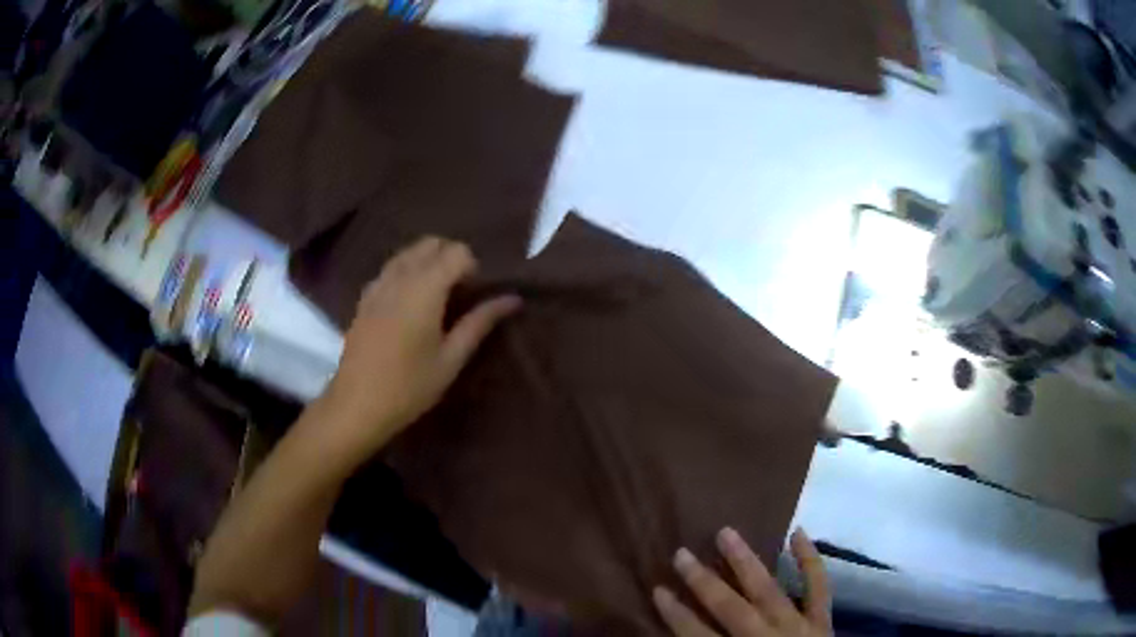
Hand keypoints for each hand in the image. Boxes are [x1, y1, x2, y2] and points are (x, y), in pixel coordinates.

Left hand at [319, 236, 520, 457]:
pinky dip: (406, 272)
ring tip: (435, 297)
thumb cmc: (409, 386)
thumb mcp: (451, 359)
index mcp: (425, 288)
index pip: (457, 252)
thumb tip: (512, 299)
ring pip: (408, 252)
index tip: (474, 295)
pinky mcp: (364, 297)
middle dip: (451, 258)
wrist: (357, 404)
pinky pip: (390, 268)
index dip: (472, 267)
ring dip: (428, 262)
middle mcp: (400, 276)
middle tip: (459, 293)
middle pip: (431, 243)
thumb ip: (480, 322)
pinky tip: (409, 304)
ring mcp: (378, 284)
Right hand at [654, 528, 830, 636]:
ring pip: (769, 590)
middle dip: (704, 582)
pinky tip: (798, 533)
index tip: (658, 590)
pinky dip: (810, 560)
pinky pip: (818, 587)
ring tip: (726, 533)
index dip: (676, 614)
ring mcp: (798, 627)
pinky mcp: (822, 620)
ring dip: (746, 562)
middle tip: (681, 554)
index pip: (697, 636)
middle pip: (731, 608)